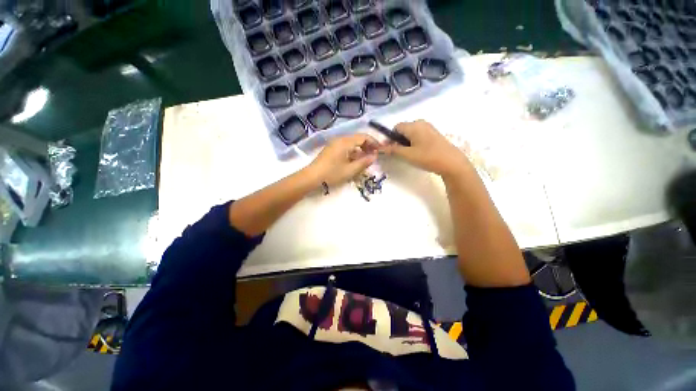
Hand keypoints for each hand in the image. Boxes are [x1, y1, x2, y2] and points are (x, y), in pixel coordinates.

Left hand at [307, 133, 379, 187]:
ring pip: (351, 143)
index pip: (363, 137)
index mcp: (345, 142)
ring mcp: (334, 144)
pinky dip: (352, 152)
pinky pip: (345, 147)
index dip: (373, 142)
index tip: (379, 151)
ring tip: (365, 160)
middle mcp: (340, 139)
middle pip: (357, 138)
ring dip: (360, 150)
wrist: (311, 177)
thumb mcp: (350, 170)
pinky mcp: (331, 149)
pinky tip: (355, 161)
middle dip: (367, 146)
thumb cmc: (332, 173)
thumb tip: (374, 156)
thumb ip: (364, 162)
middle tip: (373, 156)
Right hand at [382, 120, 469, 177]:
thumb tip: (381, 148)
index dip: (390, 138)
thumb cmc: (427, 157)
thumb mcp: (407, 155)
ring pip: (411, 133)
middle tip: (398, 153)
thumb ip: (393, 150)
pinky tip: (417, 152)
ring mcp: (429, 128)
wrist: (451, 162)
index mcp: (413, 125)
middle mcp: (421, 123)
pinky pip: (419, 135)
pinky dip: (414, 142)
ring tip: (408, 154)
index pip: (396, 127)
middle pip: (403, 129)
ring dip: (406, 142)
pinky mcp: (434, 134)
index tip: (389, 149)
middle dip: (398, 140)